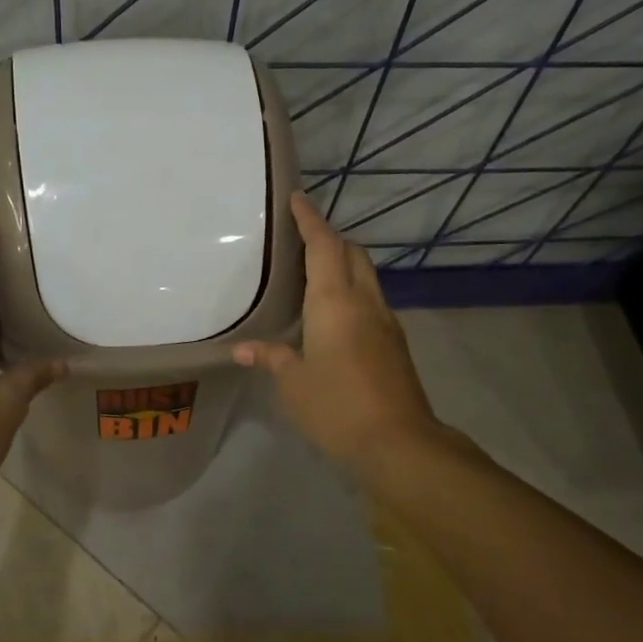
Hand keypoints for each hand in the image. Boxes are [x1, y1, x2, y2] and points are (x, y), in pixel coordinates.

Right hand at [235, 192, 442, 476]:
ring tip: (314, 273)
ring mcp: (385, 322)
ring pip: (365, 276)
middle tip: (301, 239)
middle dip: (330, 238)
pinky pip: (371, 301)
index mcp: (335, 302)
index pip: (323, 246)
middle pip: (352, 253)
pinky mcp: (394, 344)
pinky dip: (352, 291)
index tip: (297, 199)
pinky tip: (333, 314)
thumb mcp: (293, 384)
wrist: (399, 443)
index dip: (310, 220)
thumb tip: (243, 349)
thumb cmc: (336, 406)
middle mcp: (364, 302)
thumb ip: (270, 358)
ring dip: (343, 264)